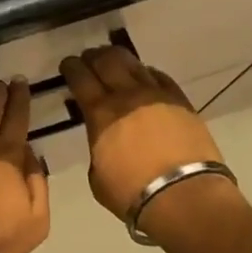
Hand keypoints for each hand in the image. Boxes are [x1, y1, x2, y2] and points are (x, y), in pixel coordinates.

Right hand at [59, 46, 236, 231]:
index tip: (67, 65)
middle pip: (107, 60)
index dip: (71, 67)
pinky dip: (146, 72)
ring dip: (119, 58)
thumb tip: (103, 139)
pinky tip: (144, 75)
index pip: (80, 77)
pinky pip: (160, 76)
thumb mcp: (97, 175)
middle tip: (88, 59)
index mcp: (100, 113)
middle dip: (93, 56)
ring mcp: (157, 95)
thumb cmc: (132, 193)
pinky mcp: (181, 102)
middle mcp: (127, 96)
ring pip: (134, 63)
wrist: (184, 196)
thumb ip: (97, 148)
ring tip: (114, 60)